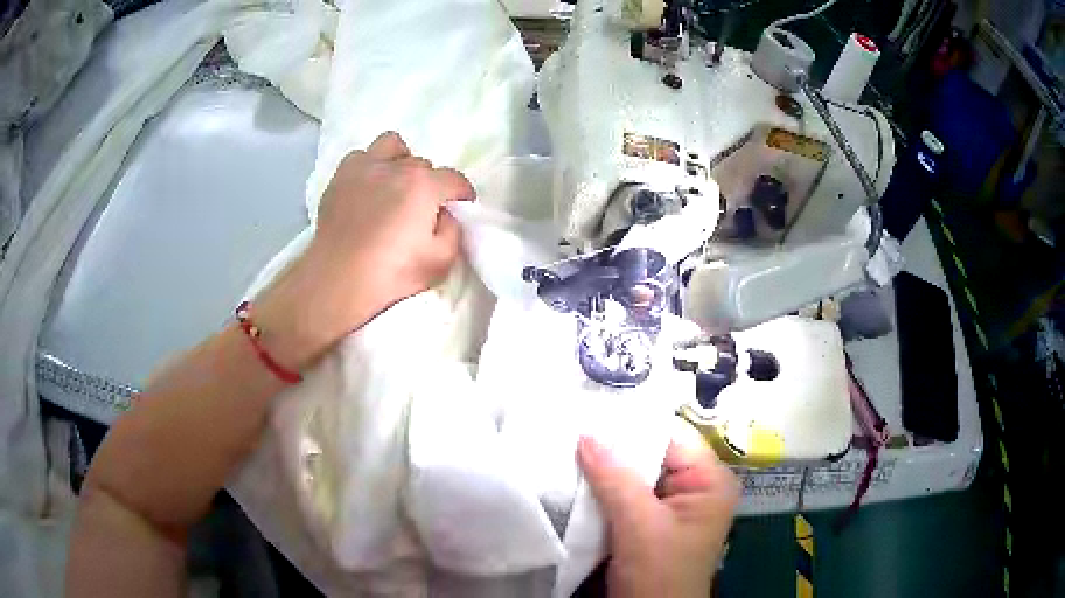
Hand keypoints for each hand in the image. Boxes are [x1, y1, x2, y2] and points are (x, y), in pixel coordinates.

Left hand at [256, 132, 474, 369]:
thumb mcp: (441, 262)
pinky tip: (368, 187)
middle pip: (424, 165)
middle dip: (430, 184)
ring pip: (392, 146)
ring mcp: (365, 167)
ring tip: (396, 184)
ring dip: (401, 161)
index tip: (461, 207)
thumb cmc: (391, 274)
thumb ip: (453, 231)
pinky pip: (361, 156)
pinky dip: (370, 166)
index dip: (463, 194)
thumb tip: (446, 214)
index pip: (455, 179)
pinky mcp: (340, 177)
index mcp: (424, 185)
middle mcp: (396, 167)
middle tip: (423, 208)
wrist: (338, 280)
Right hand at [577, 423, 738, 597]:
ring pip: (635, 475)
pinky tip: (576, 476)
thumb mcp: (640, 526)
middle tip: (573, 426)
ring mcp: (671, 507)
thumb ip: (615, 479)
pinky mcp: (649, 523)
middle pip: (653, 454)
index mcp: (710, 482)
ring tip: (568, 446)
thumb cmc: (659, 575)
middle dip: (615, 446)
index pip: (672, 437)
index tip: (593, 410)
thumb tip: (586, 434)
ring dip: (605, 468)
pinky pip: (625, 495)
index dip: (634, 424)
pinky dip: (603, 489)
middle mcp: (695, 488)